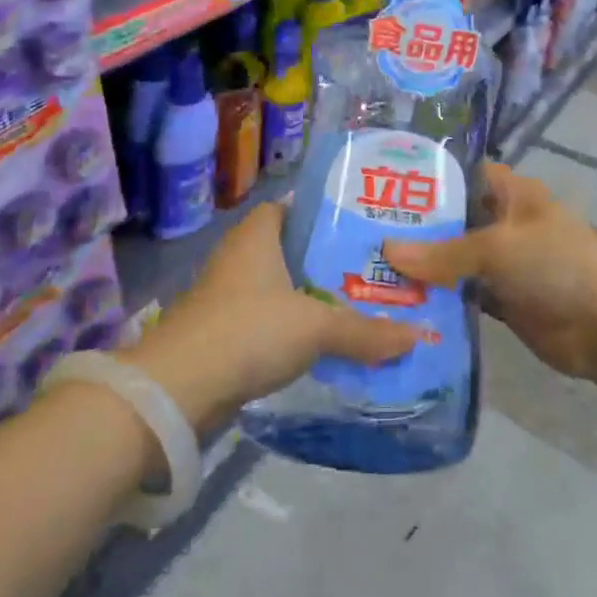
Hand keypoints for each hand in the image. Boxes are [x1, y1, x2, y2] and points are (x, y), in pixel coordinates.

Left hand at [120, 202, 419, 433]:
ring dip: (310, 297)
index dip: (322, 213)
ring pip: (279, 288)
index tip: (360, 224)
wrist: (178, 389)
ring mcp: (226, 297)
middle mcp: (239, 257)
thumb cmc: (249, 330)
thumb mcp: (316, 327)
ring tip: (358, 305)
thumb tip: (418, 336)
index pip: (290, 207)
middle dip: (325, 260)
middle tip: (372, 268)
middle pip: (289, 249)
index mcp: (256, 235)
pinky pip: (267, 321)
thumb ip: (366, 331)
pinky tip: (323, 344)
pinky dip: (292, 328)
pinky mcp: (222, 334)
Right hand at [384, 162, 596, 381]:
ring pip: (455, 259)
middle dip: (416, 226)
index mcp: (512, 194)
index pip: (465, 174)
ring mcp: (504, 264)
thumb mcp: (497, 248)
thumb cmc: (555, 265)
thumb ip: (443, 252)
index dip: (430, 176)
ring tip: (371, 265)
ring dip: (424, 266)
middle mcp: (505, 223)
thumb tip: (387, 251)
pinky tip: (401, 300)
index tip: (384, 182)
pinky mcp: (502, 300)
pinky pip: (463, 294)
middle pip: (454, 219)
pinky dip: (439, 298)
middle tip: (366, 230)